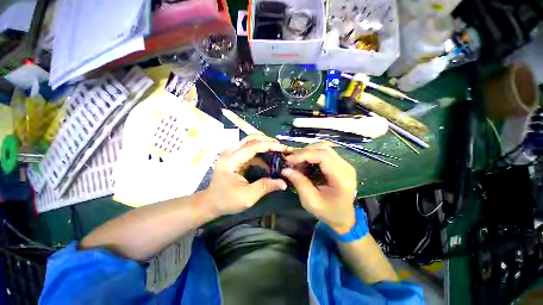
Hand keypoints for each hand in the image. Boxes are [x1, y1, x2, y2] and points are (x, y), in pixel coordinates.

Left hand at [200, 134, 289, 217]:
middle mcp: (230, 152)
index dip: (270, 145)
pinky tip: (269, 161)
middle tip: (282, 147)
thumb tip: (284, 183)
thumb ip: (266, 187)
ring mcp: (231, 153)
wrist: (211, 203)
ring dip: (265, 145)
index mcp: (230, 161)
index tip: (284, 148)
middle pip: (251, 138)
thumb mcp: (247, 197)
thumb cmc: (227, 201)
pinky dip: (261, 153)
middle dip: (268, 141)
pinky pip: (249, 150)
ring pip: (250, 142)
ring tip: (278, 151)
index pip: (253, 146)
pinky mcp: (235, 157)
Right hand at [282, 142, 356, 233]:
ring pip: (324, 147)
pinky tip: (304, 162)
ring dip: (307, 152)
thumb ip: (299, 183)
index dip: (304, 154)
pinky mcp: (340, 163)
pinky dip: (312, 154)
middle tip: (291, 161)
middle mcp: (346, 166)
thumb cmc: (328, 212)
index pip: (323, 156)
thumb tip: (285, 169)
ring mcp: (344, 163)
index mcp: (342, 178)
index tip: (289, 160)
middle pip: (323, 148)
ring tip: (297, 162)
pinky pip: (324, 152)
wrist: (344, 217)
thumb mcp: (311, 202)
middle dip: (304, 152)